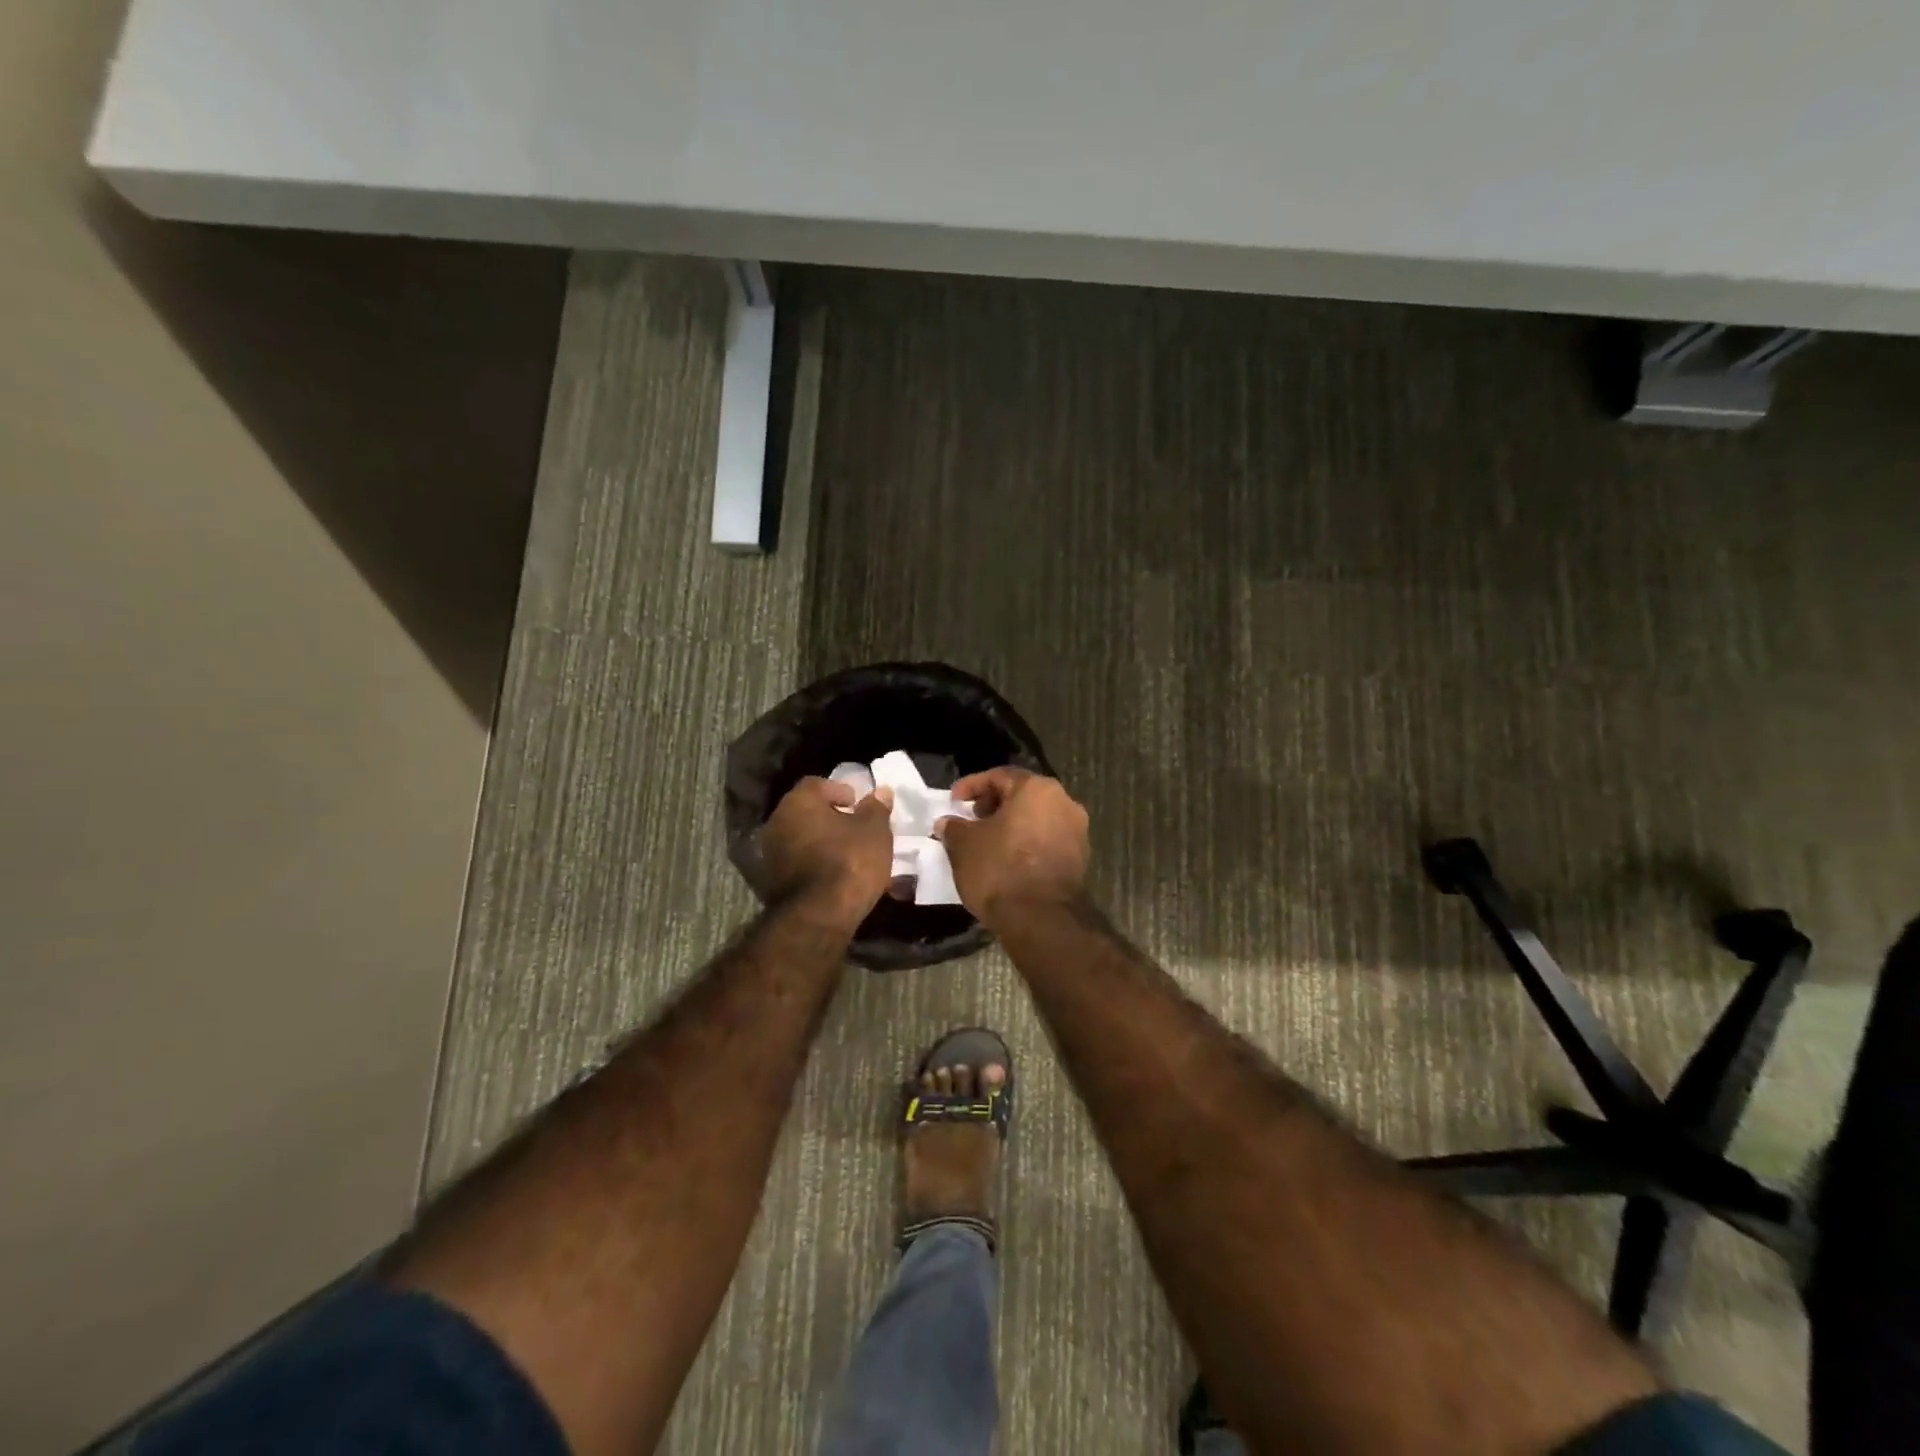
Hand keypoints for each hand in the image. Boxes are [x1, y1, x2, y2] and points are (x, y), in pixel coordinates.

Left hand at [746, 778, 895, 926]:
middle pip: (806, 811)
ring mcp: (770, 853)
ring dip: (821, 842)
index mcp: (799, 802)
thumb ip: (876, 808)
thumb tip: (880, 791)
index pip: (816, 784)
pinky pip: (797, 862)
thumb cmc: (850, 861)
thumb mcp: (874, 831)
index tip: (857, 804)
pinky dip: (813, 863)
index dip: (839, 791)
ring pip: (801, 838)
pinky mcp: (771, 881)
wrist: (819, 916)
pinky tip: (834, 874)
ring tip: (847, 854)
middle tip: (855, 828)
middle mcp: (777, 822)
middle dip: (830, 817)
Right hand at [935, 768, 1088, 923]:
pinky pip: (1047, 840)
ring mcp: (1077, 831)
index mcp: (1036, 789)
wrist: (1041, 918)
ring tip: (988, 842)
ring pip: (1037, 818)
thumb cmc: (1000, 869)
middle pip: (1023, 795)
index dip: (972, 786)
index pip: (999, 776)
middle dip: (995, 804)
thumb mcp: (964, 845)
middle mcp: (1064, 802)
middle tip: (972, 819)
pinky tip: (1008, 859)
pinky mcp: (1080, 858)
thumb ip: (954, 827)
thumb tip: (947, 823)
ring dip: (1012, 825)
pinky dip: (1027, 843)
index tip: (953, 801)